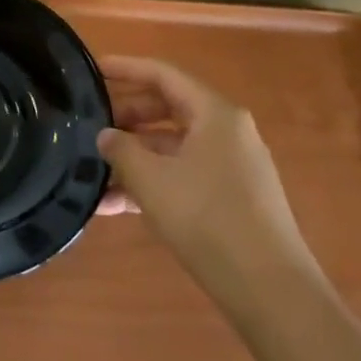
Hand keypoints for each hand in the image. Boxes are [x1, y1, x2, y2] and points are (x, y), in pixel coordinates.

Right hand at [97, 55, 322, 314]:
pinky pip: (182, 175)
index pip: (163, 75)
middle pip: (167, 108)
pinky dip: (152, 183)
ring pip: (172, 146)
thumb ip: (121, 149)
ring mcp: (231, 166)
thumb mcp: (151, 180)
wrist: (270, 291)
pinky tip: (115, 207)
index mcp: (215, 114)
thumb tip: (106, 135)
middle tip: (89, 124)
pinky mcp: (231, 198)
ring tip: (93, 172)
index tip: (91, 71)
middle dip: (125, 116)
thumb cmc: (207, 219)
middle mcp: (227, 132)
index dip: (125, 69)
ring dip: (133, 157)